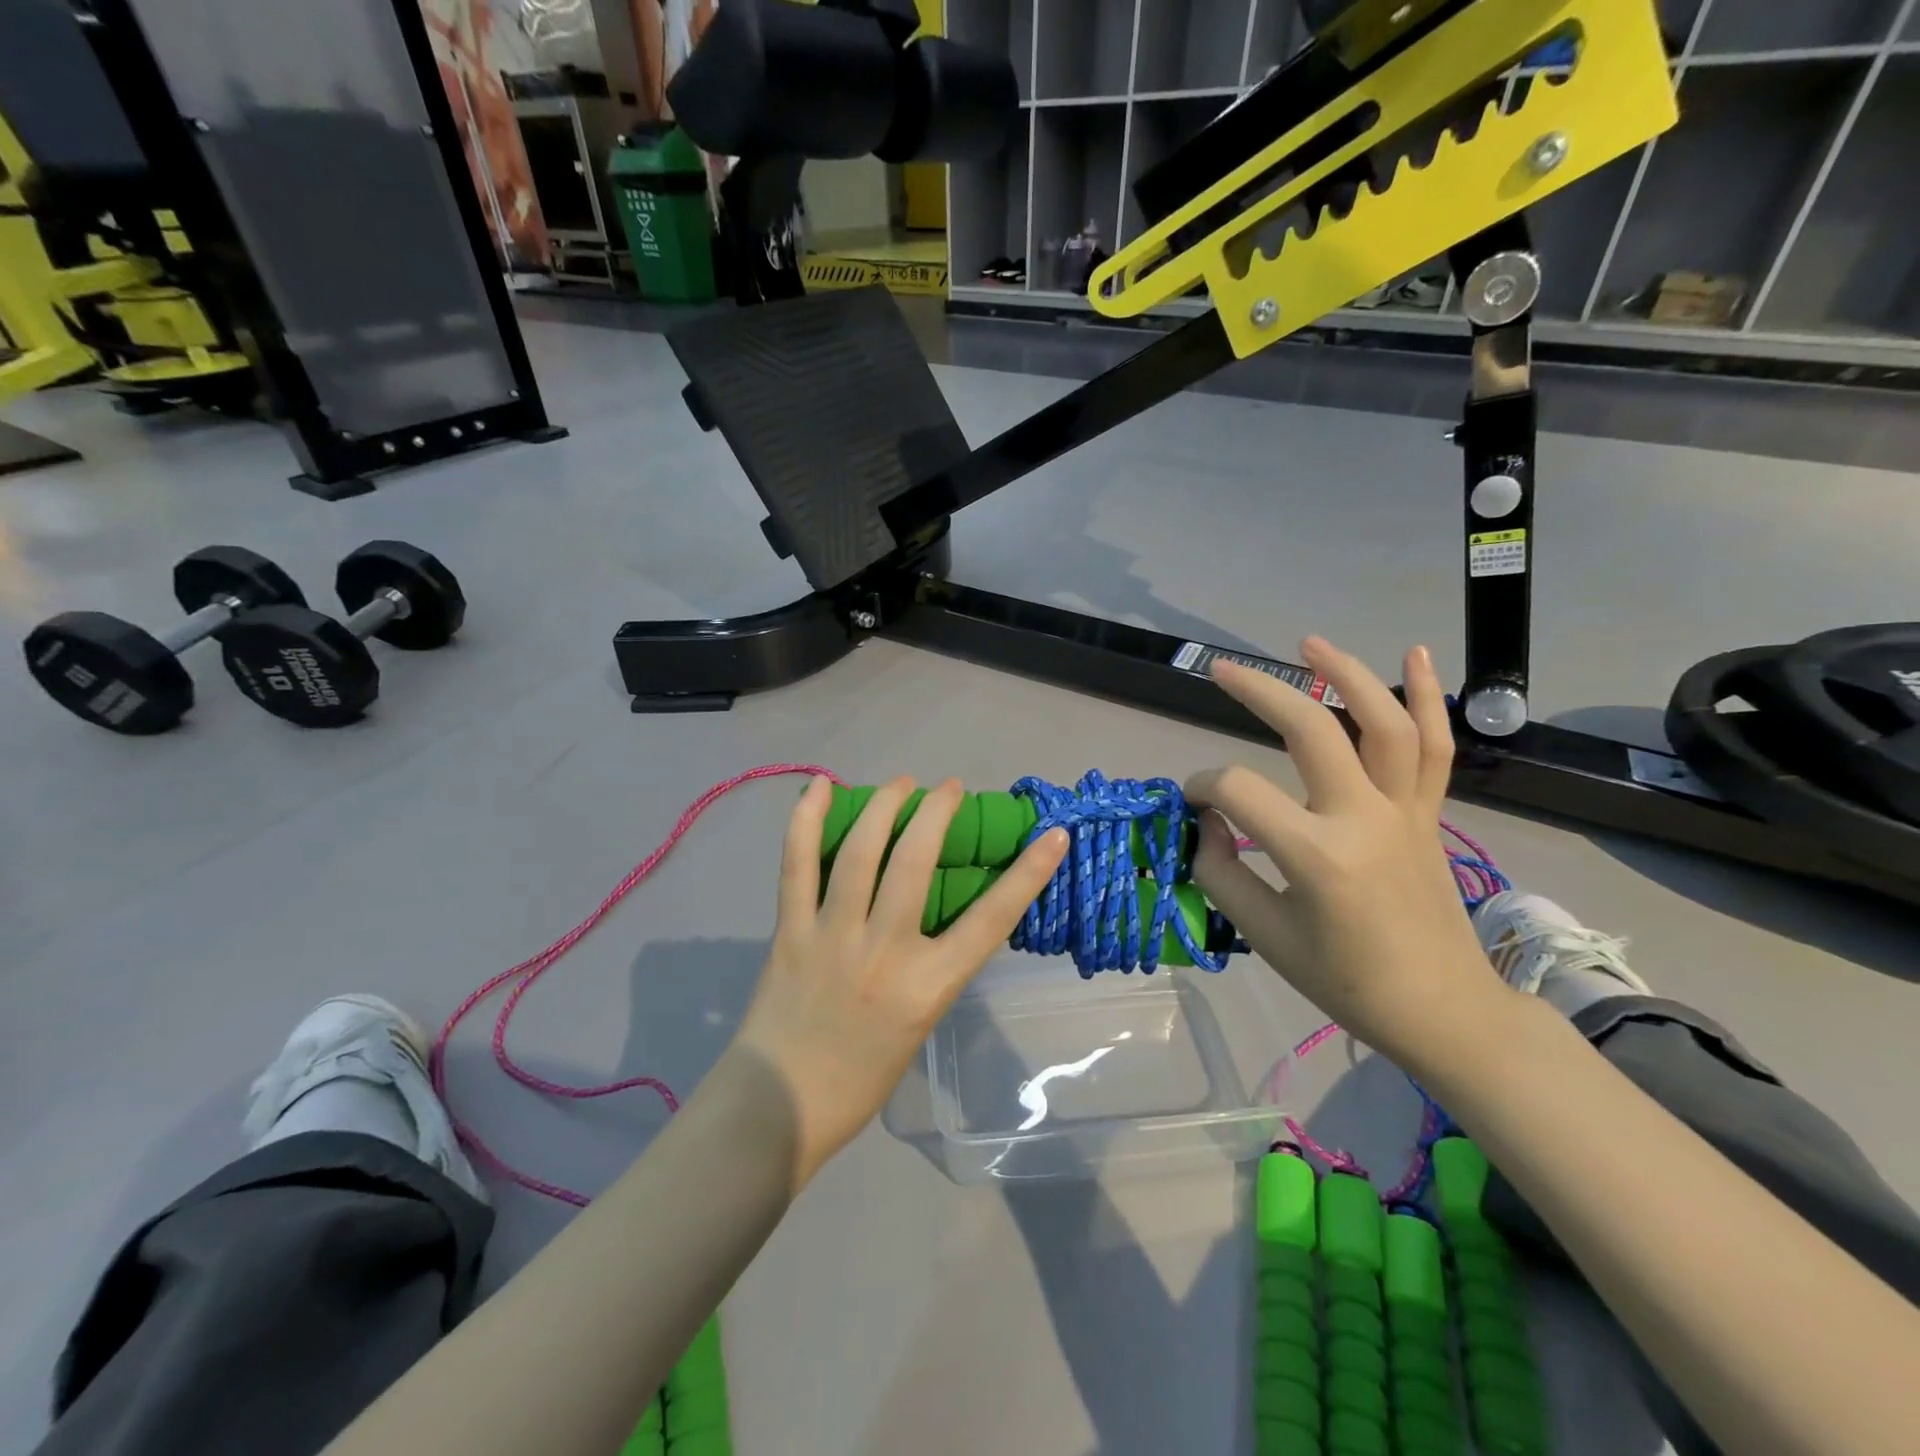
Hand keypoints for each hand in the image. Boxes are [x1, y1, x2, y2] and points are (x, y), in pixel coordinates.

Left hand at [732, 776, 1069, 1192]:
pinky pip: (797, 864)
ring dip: (884, 805)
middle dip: (938, 812)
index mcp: (928, 986)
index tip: (1053, 836)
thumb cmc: (861, 1079)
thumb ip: (931, 966)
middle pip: (916, 861)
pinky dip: (806, 820)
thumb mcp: (920, 1022)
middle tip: (949, 788)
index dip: (1029, 873)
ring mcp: (833, 936)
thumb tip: (935, 914)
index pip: (991, 919)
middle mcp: (885, 952)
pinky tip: (819, 786)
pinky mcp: (790, 930)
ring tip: (902, 783)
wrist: (780, 1106)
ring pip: (860, 852)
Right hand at [1186, 637, 1500, 1066]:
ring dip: (1345, 674)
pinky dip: (1428, 696)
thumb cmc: (1346, 981)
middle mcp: (1364, 818)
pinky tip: (1416, 653)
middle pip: (1311, 729)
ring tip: (1308, 643)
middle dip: (1259, 691)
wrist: (1442, 1010)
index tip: (1191, 805)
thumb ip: (1222, 872)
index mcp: (1317, 855)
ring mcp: (1404, 811)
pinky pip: (1436, 747)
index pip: (1239, 792)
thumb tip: (1209, 822)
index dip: (1202, 788)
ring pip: (1383, 722)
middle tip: (1221, 670)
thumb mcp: (1265, 935)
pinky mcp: (1428, 813)